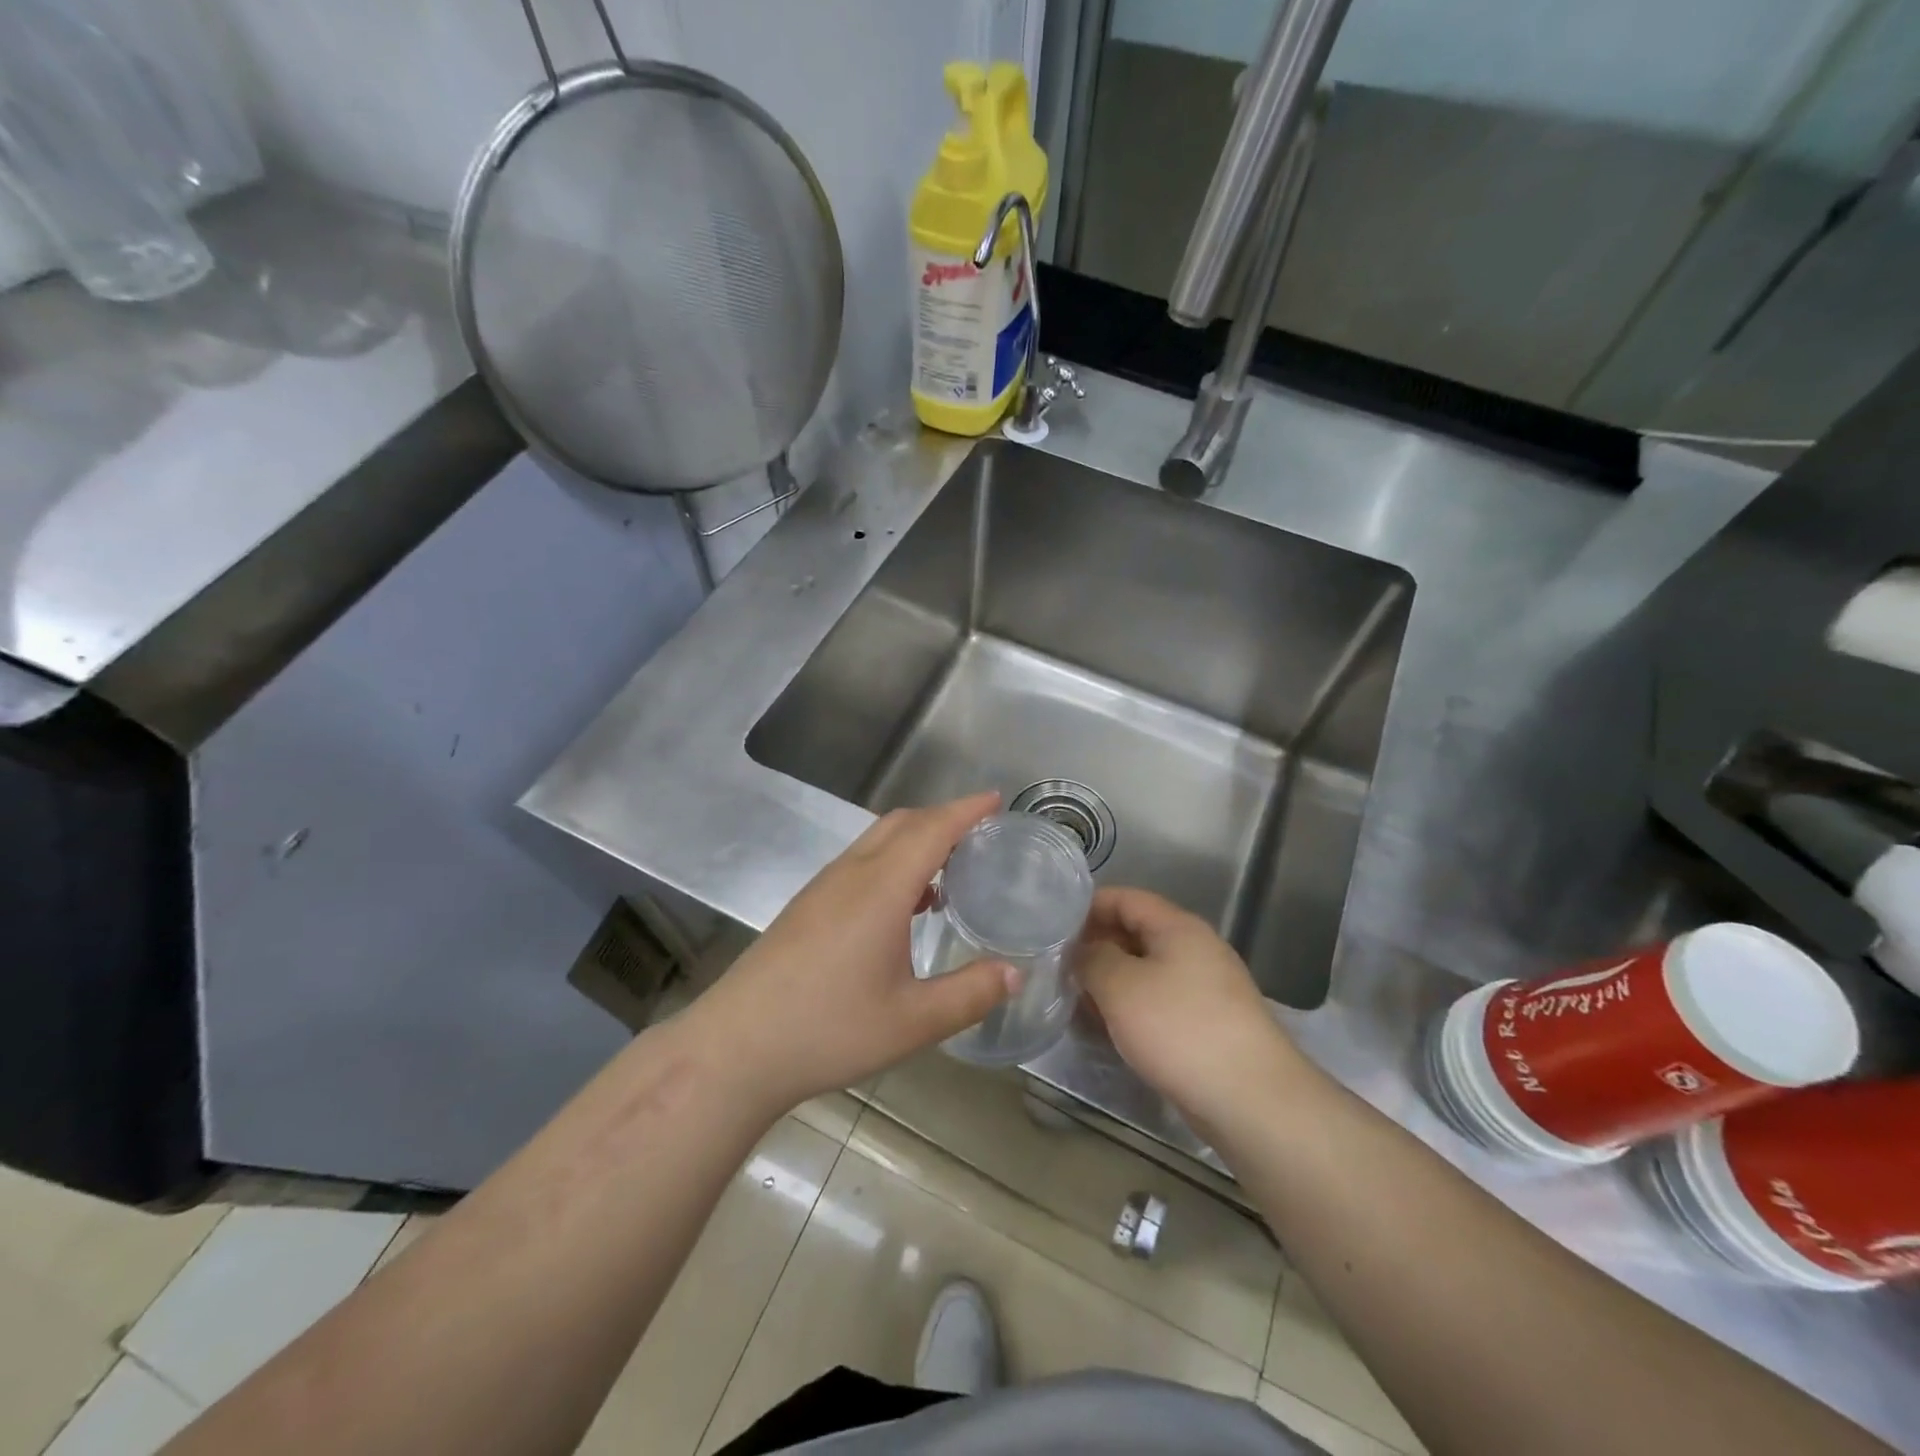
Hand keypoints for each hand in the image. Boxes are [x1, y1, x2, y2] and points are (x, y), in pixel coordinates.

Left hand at [689, 793, 1017, 1111]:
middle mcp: (851, 874)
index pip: (932, 829)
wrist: (737, 1047)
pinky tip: (903, 907)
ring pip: (876, 840)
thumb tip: (1015, 973)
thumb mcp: (912, 1022)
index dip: (966, 810)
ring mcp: (823, 887)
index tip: (995, 799)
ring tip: (949, 869)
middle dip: (943, 818)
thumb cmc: (829, 1029)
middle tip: (980, 836)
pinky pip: (859, 862)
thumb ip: (970, 994)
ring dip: (915, 840)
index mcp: (881, 887)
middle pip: (902, 823)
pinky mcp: (806, 905)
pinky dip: (892, 861)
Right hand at [1078, 887, 1302, 1126]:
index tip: (1052, 927)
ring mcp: (1205, 987)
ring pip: (1145, 971)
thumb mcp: (1120, 985)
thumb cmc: (1179, 1028)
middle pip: (1135, 932)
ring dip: (1110, 981)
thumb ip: (1092, 958)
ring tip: (1076, 1000)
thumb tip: (1082, 951)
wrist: (1250, 1099)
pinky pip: (1159, 1002)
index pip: (1124, 898)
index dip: (1087, 907)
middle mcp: (1195, 948)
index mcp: (1177, 926)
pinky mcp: (1208, 1023)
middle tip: (1058, 967)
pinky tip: (1108, 1029)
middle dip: (1095, 946)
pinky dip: (1131, 1008)